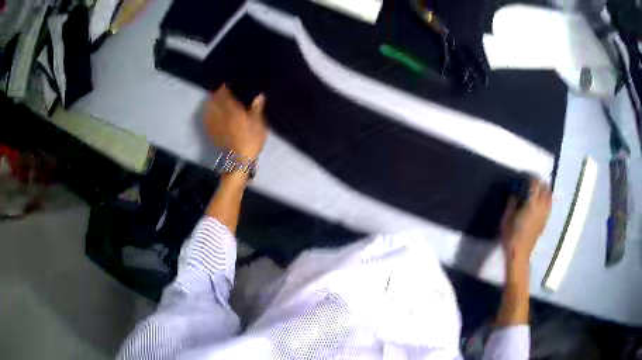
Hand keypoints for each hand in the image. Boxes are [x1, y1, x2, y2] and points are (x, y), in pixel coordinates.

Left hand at [204, 85, 267, 158]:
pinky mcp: (211, 133)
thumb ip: (257, 109)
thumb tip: (260, 95)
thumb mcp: (259, 124)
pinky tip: (211, 114)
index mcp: (232, 109)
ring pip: (209, 109)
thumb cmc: (251, 140)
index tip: (227, 84)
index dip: (224, 87)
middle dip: (217, 94)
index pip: (224, 94)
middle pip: (215, 100)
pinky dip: (208, 114)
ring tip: (215, 100)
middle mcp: (221, 114)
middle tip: (221, 91)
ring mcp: (214, 124)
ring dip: (211, 103)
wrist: (238, 160)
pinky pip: (207, 119)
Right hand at [500, 180, 551, 263]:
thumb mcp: (506, 218)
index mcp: (531, 204)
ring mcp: (544, 215)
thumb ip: (511, 204)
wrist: (519, 254)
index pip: (535, 184)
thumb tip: (514, 194)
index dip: (532, 178)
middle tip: (533, 182)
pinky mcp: (545, 221)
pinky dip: (546, 200)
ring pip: (549, 197)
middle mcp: (540, 207)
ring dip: (545, 191)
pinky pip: (549, 206)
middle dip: (540, 183)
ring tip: (538, 191)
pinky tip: (540, 203)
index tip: (526, 176)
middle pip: (545, 189)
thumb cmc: (511, 236)